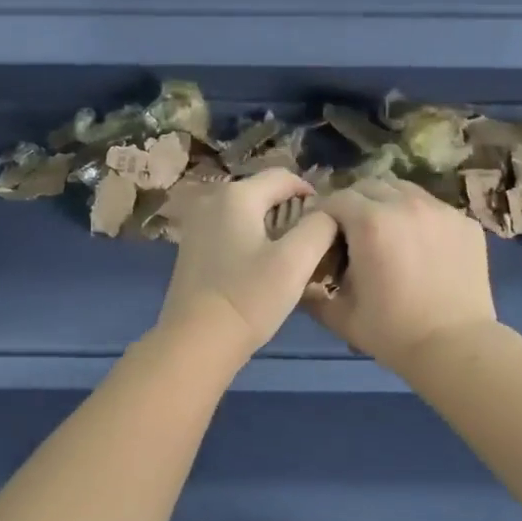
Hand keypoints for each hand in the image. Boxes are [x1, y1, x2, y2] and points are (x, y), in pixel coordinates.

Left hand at [156, 169, 338, 361]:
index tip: (329, 224)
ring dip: (273, 230)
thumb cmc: (249, 298)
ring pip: (248, 216)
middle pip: (264, 195)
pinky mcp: (192, 250)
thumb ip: (320, 227)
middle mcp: (211, 200)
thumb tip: (328, 214)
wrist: (196, 343)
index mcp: (236, 195)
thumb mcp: (295, 261)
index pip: (284, 177)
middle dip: (292, 214)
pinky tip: (262, 272)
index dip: (312, 195)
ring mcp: (197, 226)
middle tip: (314, 245)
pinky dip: (251, 243)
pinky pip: (231, 234)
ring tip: (292, 260)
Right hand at [306, 177, 498, 375]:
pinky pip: (433, 208)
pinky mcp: (465, 223)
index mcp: (370, 222)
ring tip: (388, 235)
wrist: (455, 348)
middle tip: (354, 234)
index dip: (325, 215)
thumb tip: (301, 281)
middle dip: (356, 204)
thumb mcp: (340, 315)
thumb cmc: (392, 333)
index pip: (337, 199)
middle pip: (370, 186)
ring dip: (388, 205)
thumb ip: (313, 292)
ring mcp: (441, 211)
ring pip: (404, 190)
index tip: (324, 236)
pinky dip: (419, 219)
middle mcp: (405, 205)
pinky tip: (420, 247)